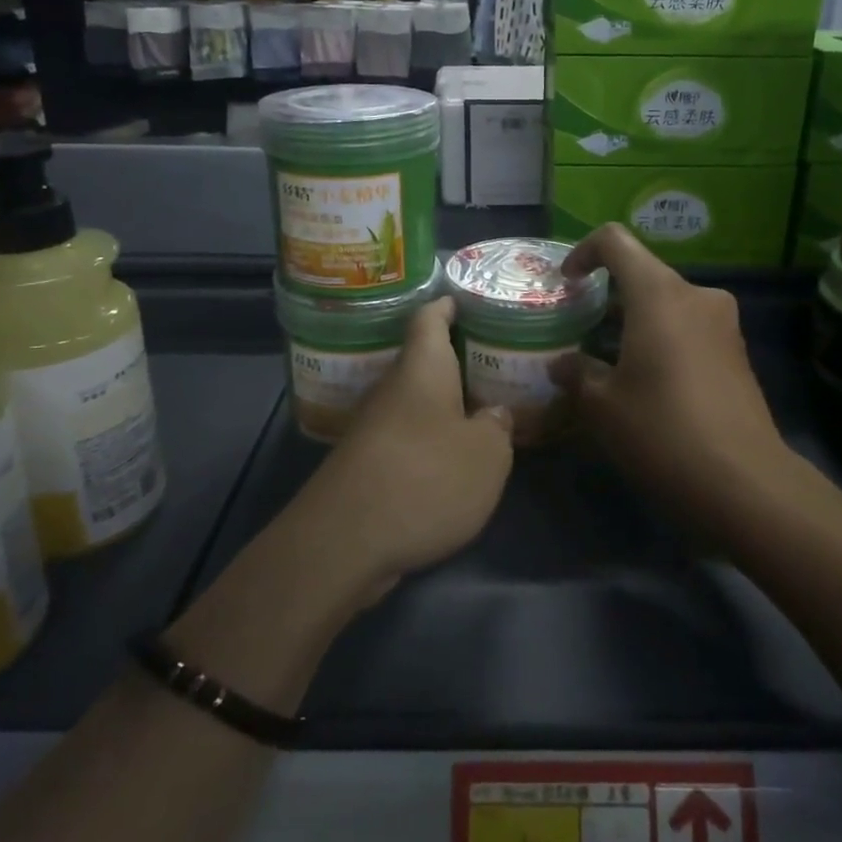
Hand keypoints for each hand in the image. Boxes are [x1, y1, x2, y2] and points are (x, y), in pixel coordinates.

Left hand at [290, 298, 514, 602]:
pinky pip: (404, 438)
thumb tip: (492, 415)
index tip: (464, 300)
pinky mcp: (364, 466)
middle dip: (455, 363)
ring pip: (414, 403)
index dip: (447, 306)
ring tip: (481, 413)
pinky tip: (451, 460)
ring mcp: (372, 429)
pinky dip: (428, 441)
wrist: (345, 541)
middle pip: (422, 364)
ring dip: (443, 406)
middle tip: (492, 365)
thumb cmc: (425, 477)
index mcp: (421, 369)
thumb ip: (497, 428)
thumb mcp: (487, 454)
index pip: (429, 319)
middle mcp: (392, 389)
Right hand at [552, 224, 788, 525]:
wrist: (745, 483)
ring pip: (667, 304)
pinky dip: (661, 340)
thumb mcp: (603, 406)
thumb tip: (562, 366)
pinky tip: (645, 382)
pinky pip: (689, 328)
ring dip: (633, 323)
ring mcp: (723, 324)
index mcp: (659, 293)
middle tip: (579, 332)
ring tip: (606, 362)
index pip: (615, 241)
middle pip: (642, 275)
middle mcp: (696, 295)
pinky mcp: (737, 352)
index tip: (566, 284)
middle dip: (607, 298)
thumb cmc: (662, 431)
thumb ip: (577, 374)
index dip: (584, 253)